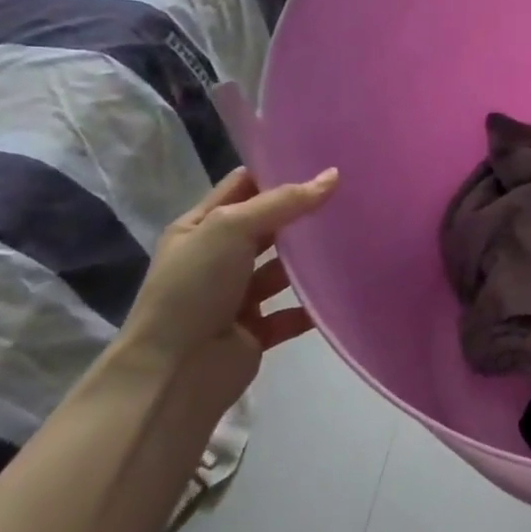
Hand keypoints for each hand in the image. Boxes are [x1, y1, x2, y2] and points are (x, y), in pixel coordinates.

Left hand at [114, 167, 339, 399]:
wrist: (175, 371)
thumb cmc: (194, 288)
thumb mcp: (231, 228)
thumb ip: (283, 202)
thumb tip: (333, 176)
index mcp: (199, 228)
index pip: (242, 187)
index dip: (276, 172)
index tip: (321, 160)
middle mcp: (217, 259)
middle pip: (268, 227)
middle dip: (302, 213)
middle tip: (350, 195)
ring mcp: (236, 296)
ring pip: (282, 270)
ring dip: (311, 260)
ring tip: (356, 239)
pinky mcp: (256, 330)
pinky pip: (293, 312)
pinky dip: (314, 305)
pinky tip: (344, 289)